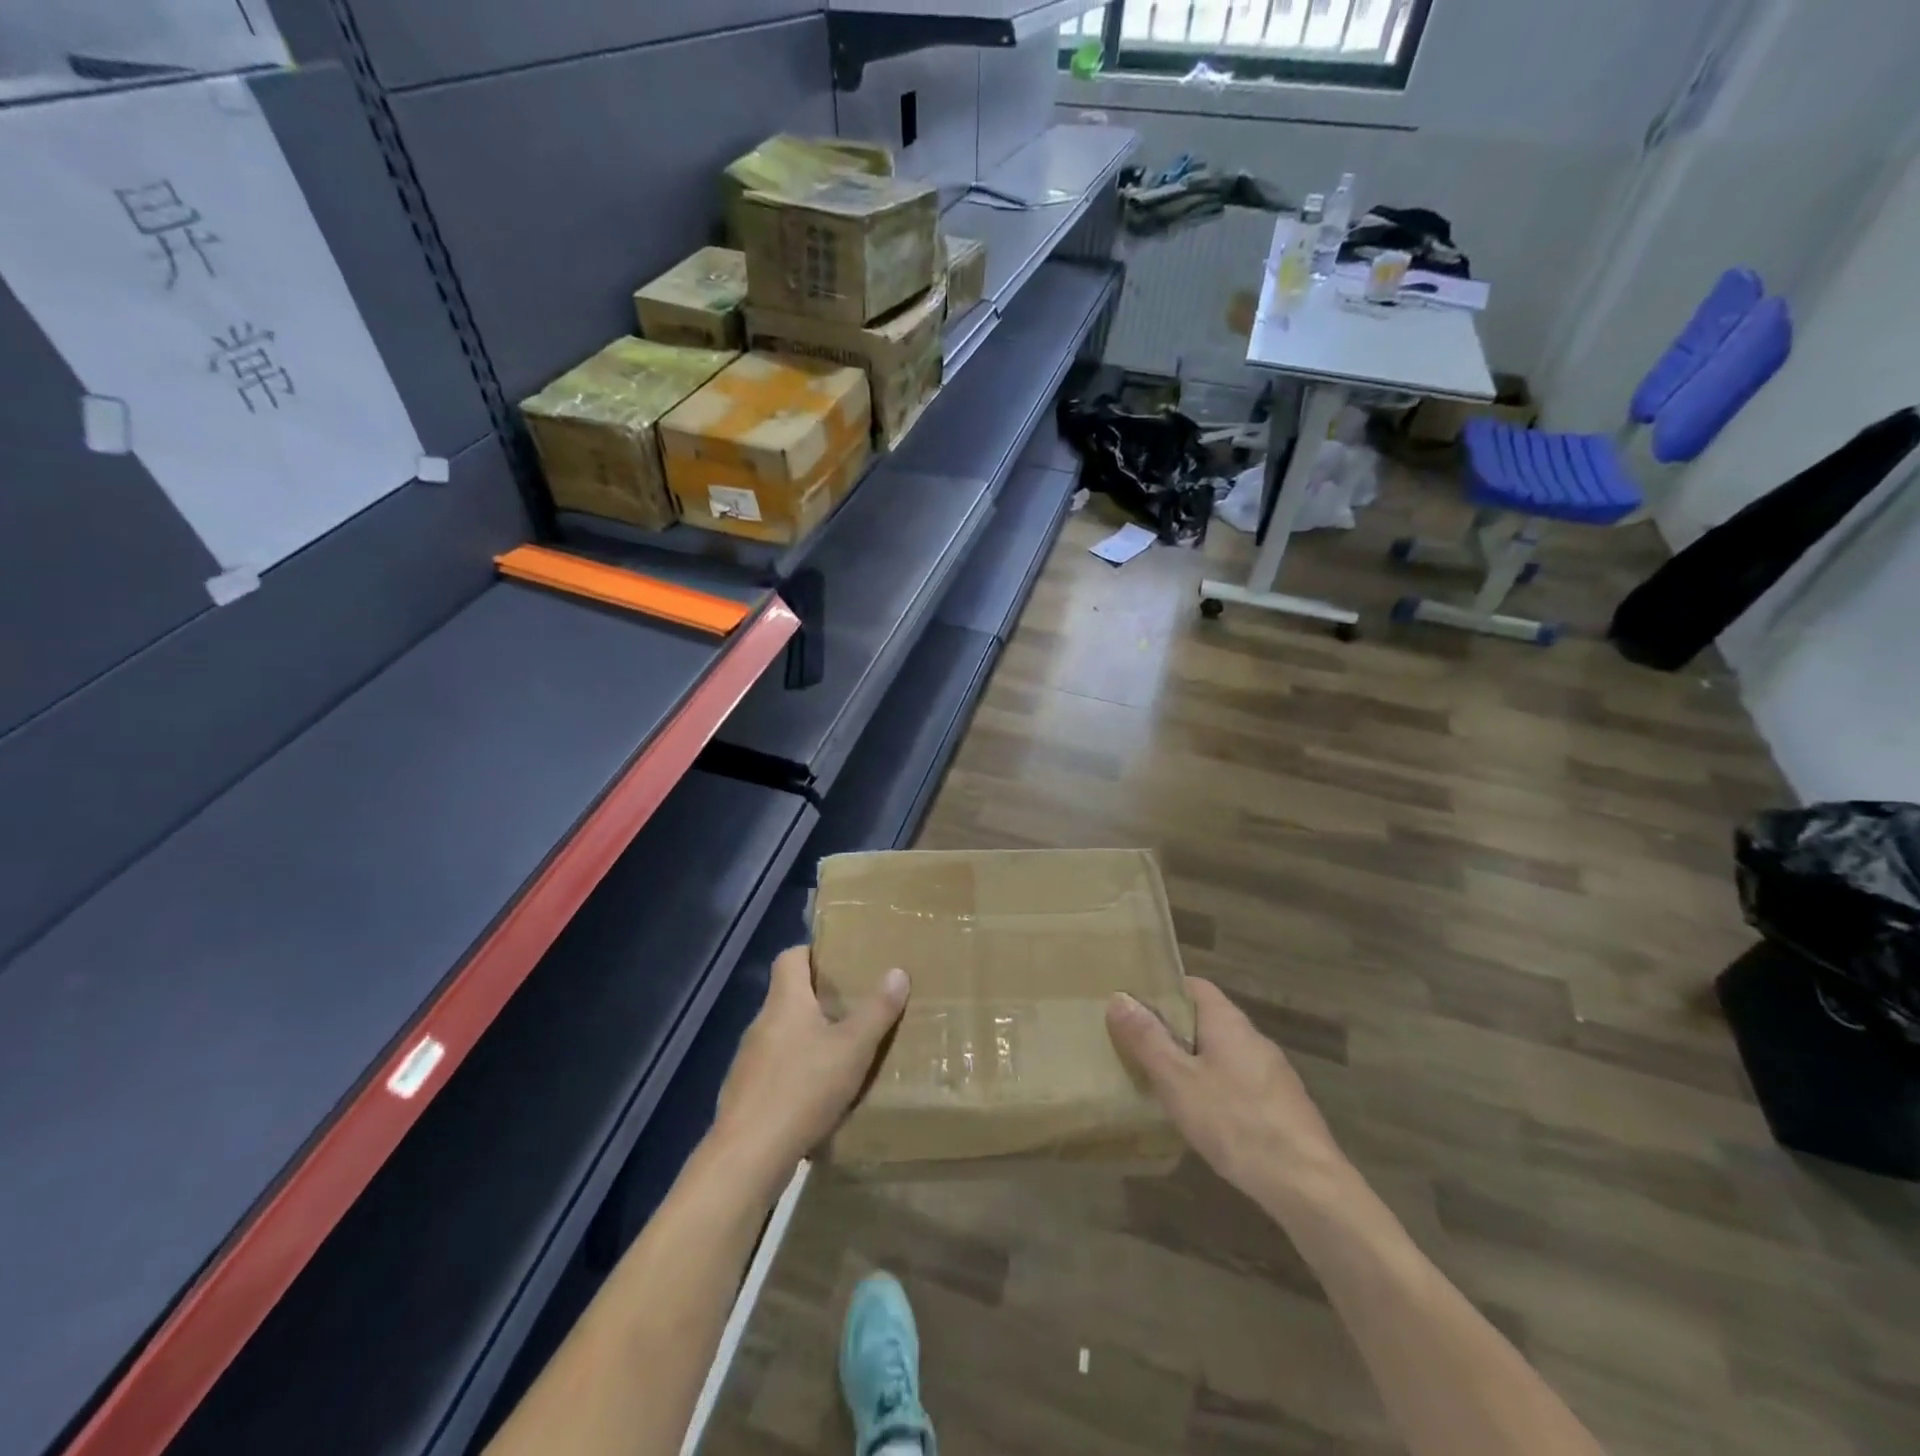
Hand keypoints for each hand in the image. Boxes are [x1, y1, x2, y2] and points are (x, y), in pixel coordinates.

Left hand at [713, 946, 908, 1187]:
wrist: (748, 1157)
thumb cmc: (803, 1088)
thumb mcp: (853, 1048)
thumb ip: (877, 1010)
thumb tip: (897, 972)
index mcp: (785, 1001)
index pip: (790, 957)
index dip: (813, 953)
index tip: (840, 961)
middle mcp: (762, 1023)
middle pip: (789, 997)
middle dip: (820, 1000)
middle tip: (855, 1007)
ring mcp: (749, 1061)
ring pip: (783, 1036)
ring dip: (809, 1040)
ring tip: (842, 1053)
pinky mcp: (745, 1095)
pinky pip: (775, 1071)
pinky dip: (796, 1074)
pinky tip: (818, 1097)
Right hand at [1107, 977, 1348, 1209]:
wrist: (1309, 1186)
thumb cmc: (1236, 1122)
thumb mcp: (1178, 1081)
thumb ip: (1147, 1039)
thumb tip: (1118, 997)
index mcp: (1228, 1022)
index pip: (1194, 986)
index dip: (1162, 990)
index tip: (1133, 1005)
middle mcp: (1252, 1038)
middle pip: (1206, 1019)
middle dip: (1172, 1029)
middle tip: (1136, 1045)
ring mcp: (1271, 1073)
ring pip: (1221, 1053)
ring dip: (1191, 1061)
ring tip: (1159, 1082)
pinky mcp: (1280, 1106)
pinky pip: (1236, 1081)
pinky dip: (1213, 1088)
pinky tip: (1198, 1117)